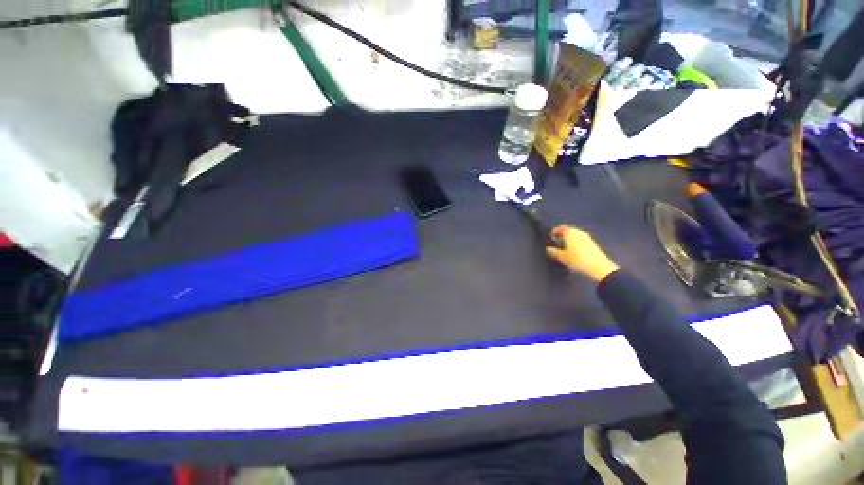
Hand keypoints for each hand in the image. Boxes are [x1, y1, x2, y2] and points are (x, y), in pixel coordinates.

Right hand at [545, 226, 619, 281]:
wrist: (599, 267)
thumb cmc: (577, 260)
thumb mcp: (562, 257)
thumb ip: (553, 252)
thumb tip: (547, 248)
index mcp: (570, 233)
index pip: (560, 228)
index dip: (554, 232)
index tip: (551, 237)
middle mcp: (579, 232)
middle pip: (568, 230)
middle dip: (562, 235)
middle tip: (556, 242)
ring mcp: (587, 237)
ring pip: (575, 235)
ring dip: (569, 239)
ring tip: (564, 247)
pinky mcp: (592, 243)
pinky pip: (580, 239)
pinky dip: (575, 242)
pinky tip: (573, 250)